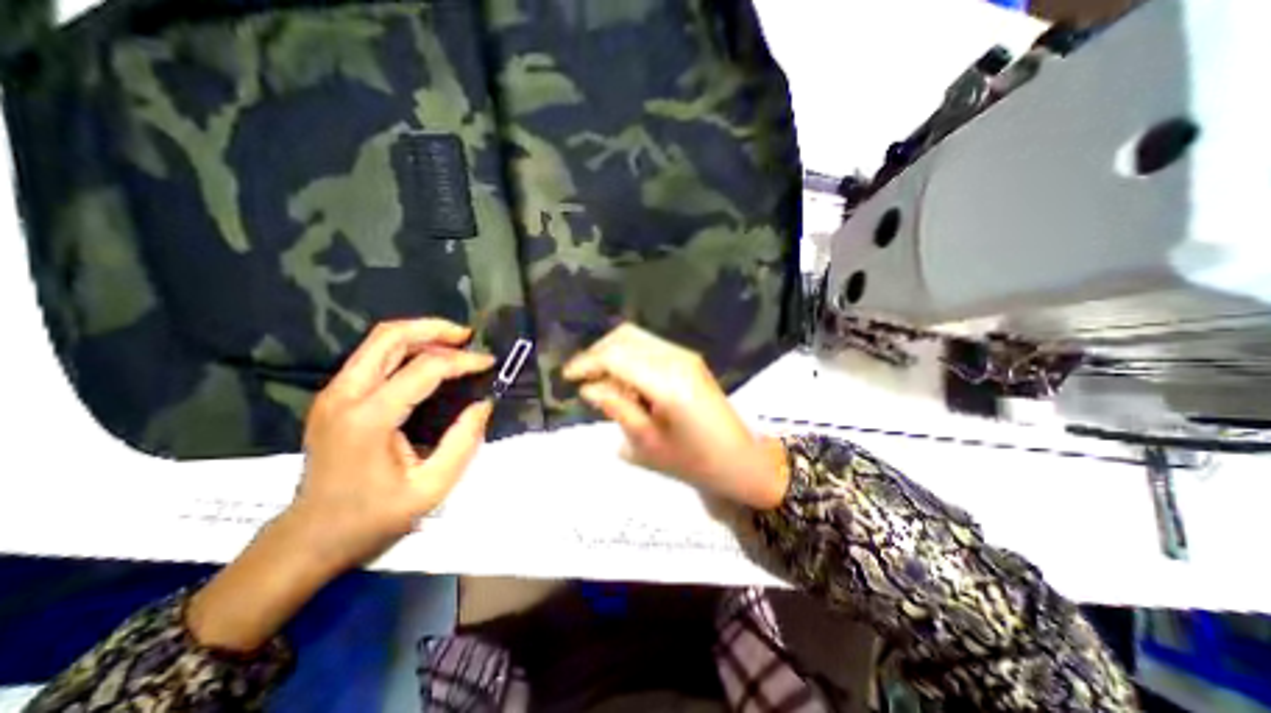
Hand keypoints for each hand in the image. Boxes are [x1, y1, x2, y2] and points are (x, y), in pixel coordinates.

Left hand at [186, 321, 493, 653]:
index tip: (488, 363)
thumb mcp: (431, 487)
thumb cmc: (374, 516)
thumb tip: (483, 404)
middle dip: (434, 328)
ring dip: (420, 334)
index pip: (424, 369)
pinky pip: (372, 356)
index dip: (462, 361)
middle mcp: (345, 395)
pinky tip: (428, 360)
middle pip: (389, 337)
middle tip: (468, 336)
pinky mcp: (333, 396)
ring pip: (378, 341)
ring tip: (454, 343)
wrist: (310, 536)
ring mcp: (333, 393)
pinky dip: (405, 348)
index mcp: (369, 418)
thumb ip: (463, 442)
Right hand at [564, 326, 785, 507]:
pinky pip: (650, 347)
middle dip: (598, 353)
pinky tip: (627, 382)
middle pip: (625, 337)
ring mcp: (685, 355)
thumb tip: (589, 387)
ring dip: (614, 354)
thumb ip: (616, 408)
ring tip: (604, 384)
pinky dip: (631, 357)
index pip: (616, 356)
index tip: (567, 377)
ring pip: (637, 338)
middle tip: (584, 380)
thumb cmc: (692, 461)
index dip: (587, 362)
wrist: (739, 459)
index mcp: (666, 383)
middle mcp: (676, 359)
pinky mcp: (689, 359)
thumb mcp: (646, 443)